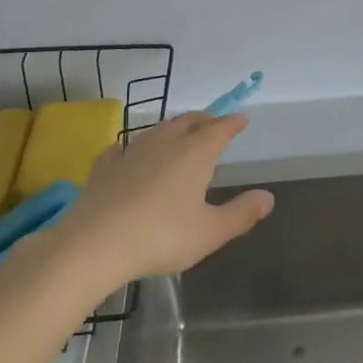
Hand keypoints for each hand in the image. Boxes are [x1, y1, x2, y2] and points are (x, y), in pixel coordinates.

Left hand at [60, 112, 273, 284]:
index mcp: (195, 152)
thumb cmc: (161, 236)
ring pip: (158, 129)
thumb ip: (241, 213)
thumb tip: (268, 197)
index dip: (232, 123)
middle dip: (205, 120)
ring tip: (179, 134)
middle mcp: (165, 142)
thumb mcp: (210, 232)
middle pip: (189, 121)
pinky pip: (124, 147)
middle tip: (214, 123)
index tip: (241, 119)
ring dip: (173, 128)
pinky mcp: (105, 167)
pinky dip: (134, 147)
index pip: (220, 128)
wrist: (94, 244)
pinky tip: (128, 153)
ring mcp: (131, 151)